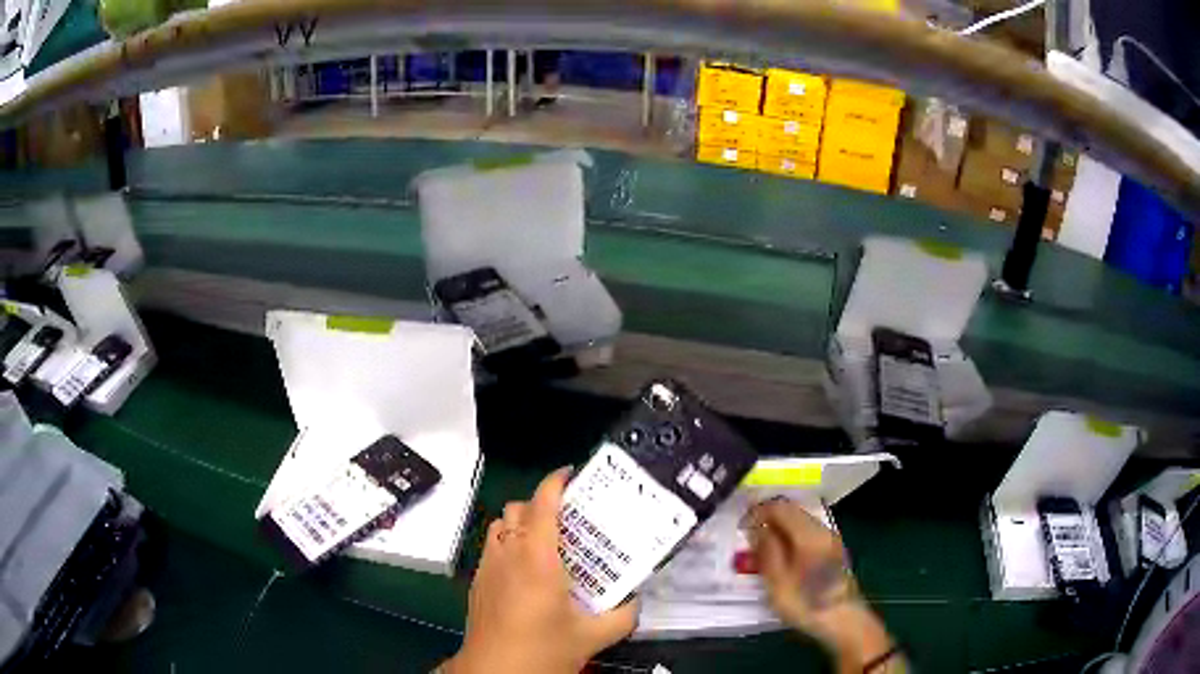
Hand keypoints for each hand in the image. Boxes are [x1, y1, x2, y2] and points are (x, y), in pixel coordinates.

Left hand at [444, 468, 637, 673]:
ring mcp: (487, 566)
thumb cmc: (543, 649)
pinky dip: (508, 545)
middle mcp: (508, 552)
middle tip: (571, 521)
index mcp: (538, 557)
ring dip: (521, 524)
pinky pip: (492, 547)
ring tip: (547, 543)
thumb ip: (624, 615)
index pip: (543, 502)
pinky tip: (527, 573)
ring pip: (500, 525)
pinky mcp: (477, 582)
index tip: (573, 475)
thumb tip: (637, 601)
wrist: (495, 672)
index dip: (556, 481)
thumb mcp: (593, 636)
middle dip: (542, 505)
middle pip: (518, 508)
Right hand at [748, 499, 895, 672]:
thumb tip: (758, 528)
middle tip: (749, 536)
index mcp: (808, 534)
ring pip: (800, 523)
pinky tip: (782, 557)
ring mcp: (830, 540)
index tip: (741, 525)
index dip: (758, 511)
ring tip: (761, 548)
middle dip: (769, 519)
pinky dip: (790, 538)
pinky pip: (807, 535)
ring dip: (779, 529)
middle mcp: (822, 530)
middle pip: (792, 512)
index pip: (780, 507)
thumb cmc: (806, 602)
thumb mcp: (777, 581)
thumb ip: (767, 551)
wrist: (843, 620)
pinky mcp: (833, 552)